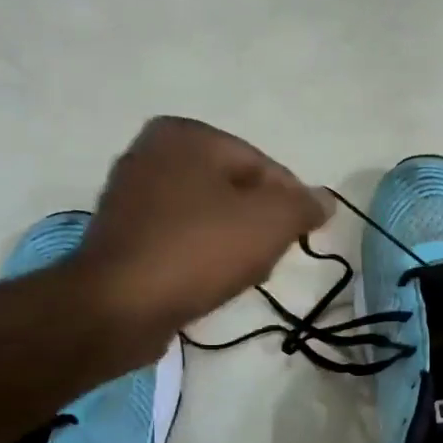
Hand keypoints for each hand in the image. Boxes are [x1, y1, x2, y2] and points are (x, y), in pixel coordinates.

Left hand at [72, 118, 330, 364]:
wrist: (118, 307)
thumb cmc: (198, 251)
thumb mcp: (270, 222)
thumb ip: (304, 205)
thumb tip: (324, 200)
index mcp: (185, 135)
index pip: (263, 166)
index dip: (290, 204)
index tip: (300, 239)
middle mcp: (152, 153)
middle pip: (235, 191)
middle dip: (259, 226)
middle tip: (268, 260)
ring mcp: (130, 195)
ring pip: (208, 217)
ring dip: (232, 245)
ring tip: (239, 277)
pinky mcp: (121, 235)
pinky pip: (180, 239)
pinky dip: (200, 257)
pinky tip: (208, 284)